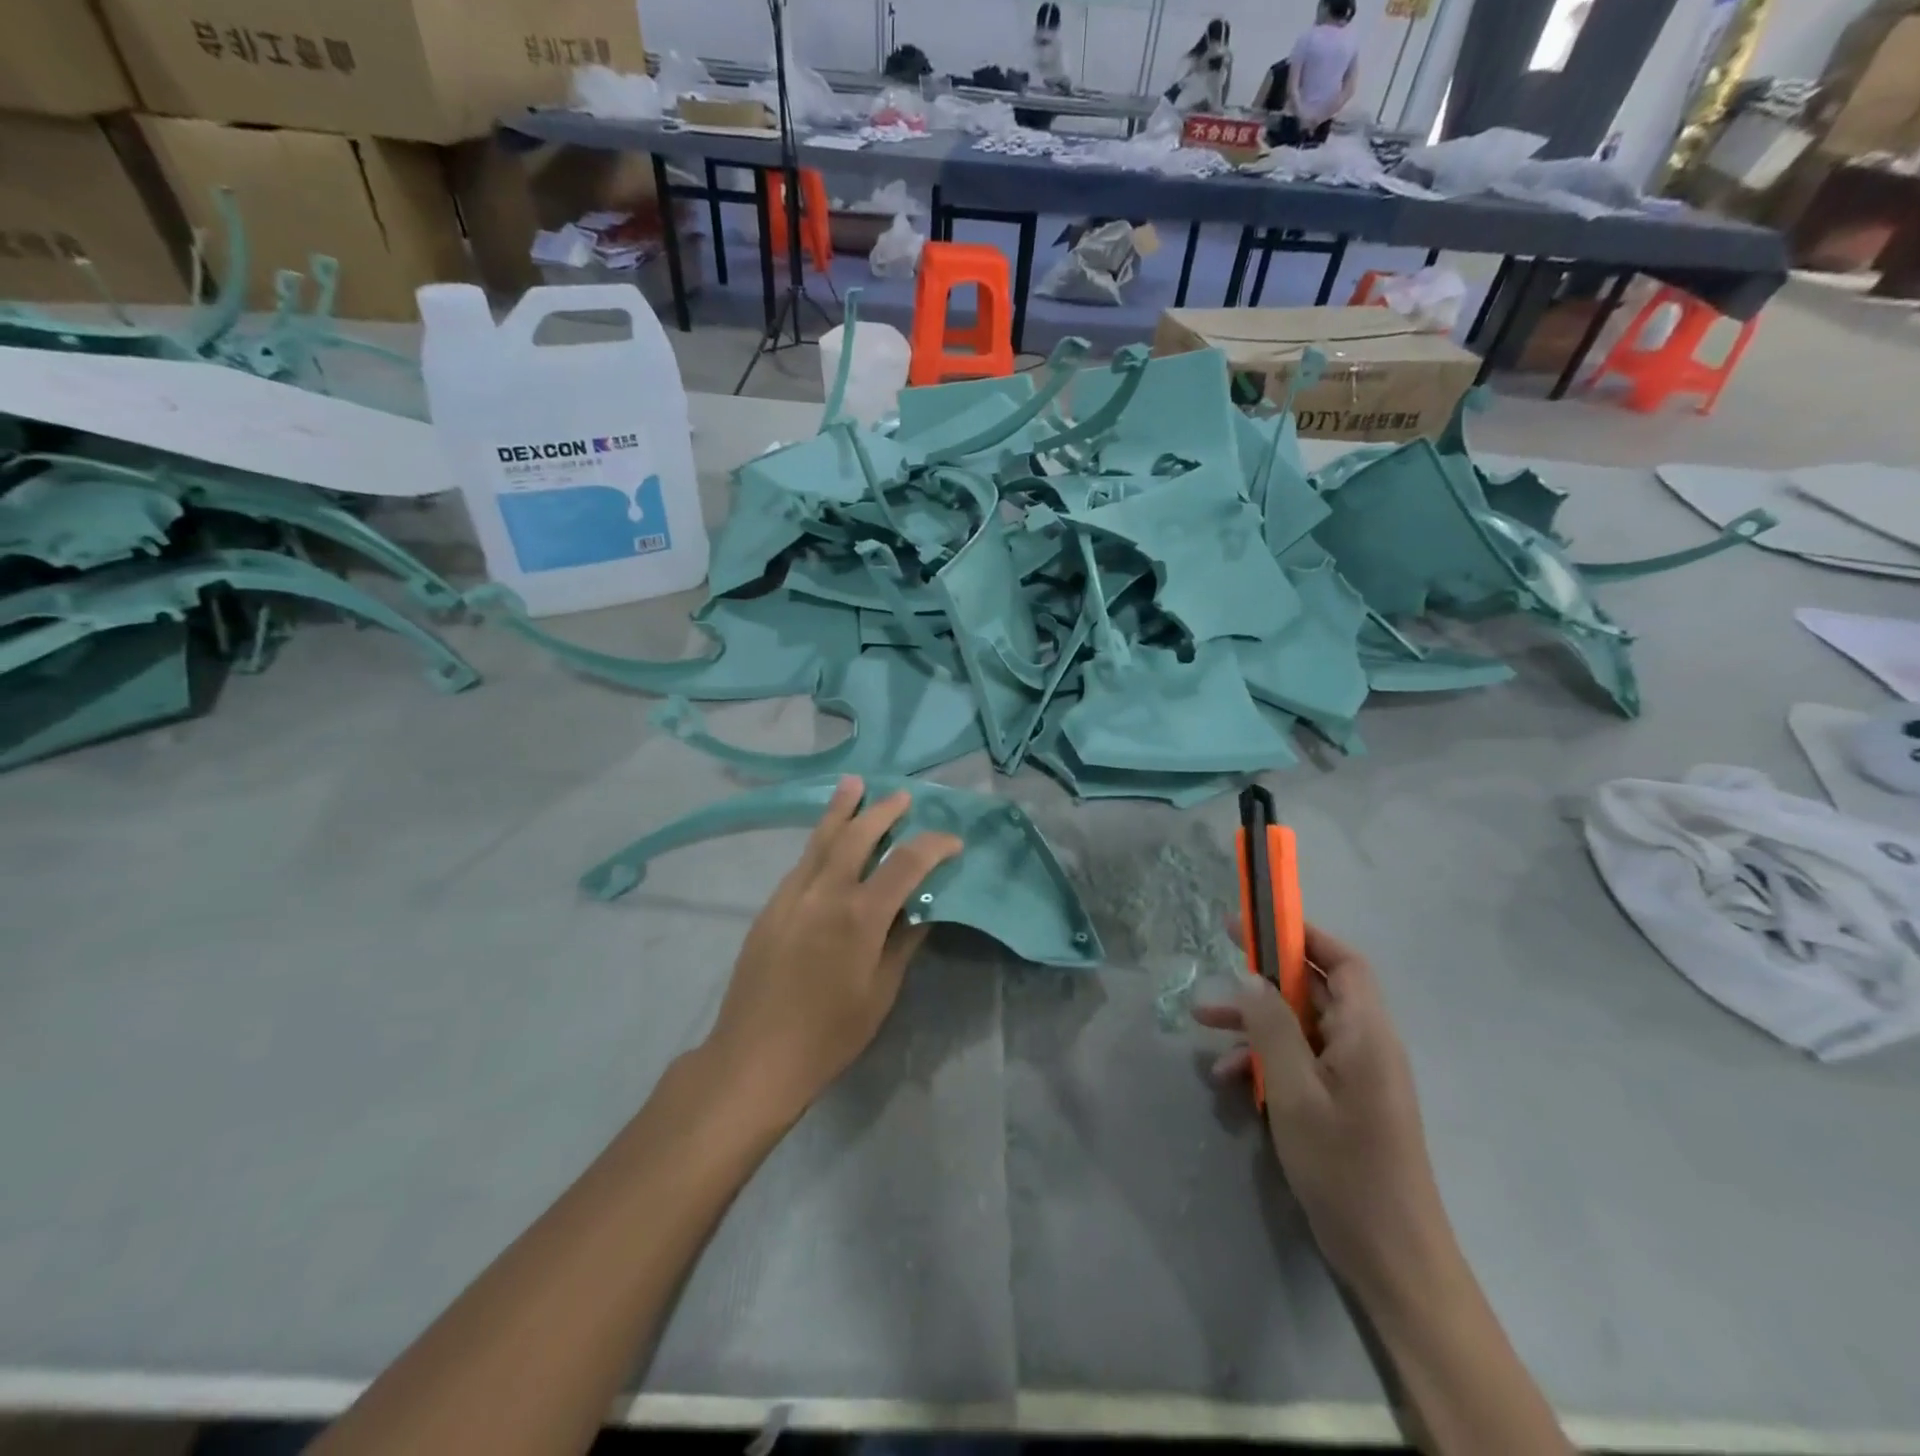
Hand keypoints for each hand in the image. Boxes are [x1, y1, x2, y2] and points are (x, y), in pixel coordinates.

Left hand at [706, 777, 962, 1120]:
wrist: (754, 1057)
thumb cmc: (829, 1034)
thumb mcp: (881, 992)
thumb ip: (903, 943)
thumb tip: (922, 909)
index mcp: (860, 916)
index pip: (906, 864)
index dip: (934, 846)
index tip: (953, 842)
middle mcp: (825, 893)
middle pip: (856, 836)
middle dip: (882, 811)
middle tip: (901, 796)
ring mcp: (791, 896)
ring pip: (820, 840)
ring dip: (841, 811)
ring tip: (854, 784)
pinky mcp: (770, 907)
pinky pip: (801, 862)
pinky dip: (820, 841)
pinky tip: (827, 840)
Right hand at [1194, 923, 1450, 1299]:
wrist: (1392, 1259)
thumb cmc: (1345, 1168)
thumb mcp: (1295, 1092)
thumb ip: (1272, 1028)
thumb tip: (1251, 977)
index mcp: (1366, 1033)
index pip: (1342, 961)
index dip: (1301, 934)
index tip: (1255, 921)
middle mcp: (1365, 1045)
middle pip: (1315, 990)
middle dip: (1265, 976)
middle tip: (1221, 959)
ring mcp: (1355, 1076)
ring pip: (1301, 1026)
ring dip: (1256, 1020)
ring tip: (1204, 1020)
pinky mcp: (1344, 1103)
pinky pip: (1302, 1061)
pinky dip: (1266, 1059)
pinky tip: (1229, 1078)